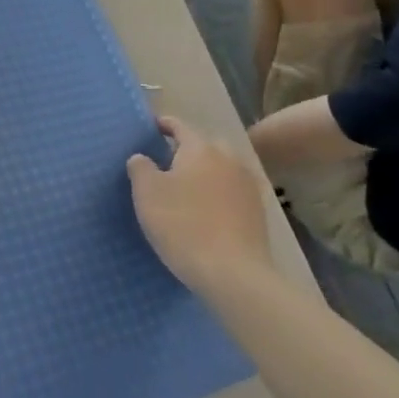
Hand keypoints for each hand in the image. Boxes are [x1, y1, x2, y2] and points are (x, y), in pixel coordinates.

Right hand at [127, 116, 272, 289]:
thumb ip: (140, 167)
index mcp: (200, 149)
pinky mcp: (257, 212)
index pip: (179, 126)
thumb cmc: (182, 224)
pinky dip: (219, 194)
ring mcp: (247, 186)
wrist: (232, 273)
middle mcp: (228, 159)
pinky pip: (232, 192)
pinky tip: (207, 211)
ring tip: (187, 189)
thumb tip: (142, 157)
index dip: (164, 124)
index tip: (152, 127)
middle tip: (167, 163)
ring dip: (206, 173)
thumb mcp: (147, 193)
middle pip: (205, 146)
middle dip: (188, 150)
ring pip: (222, 169)